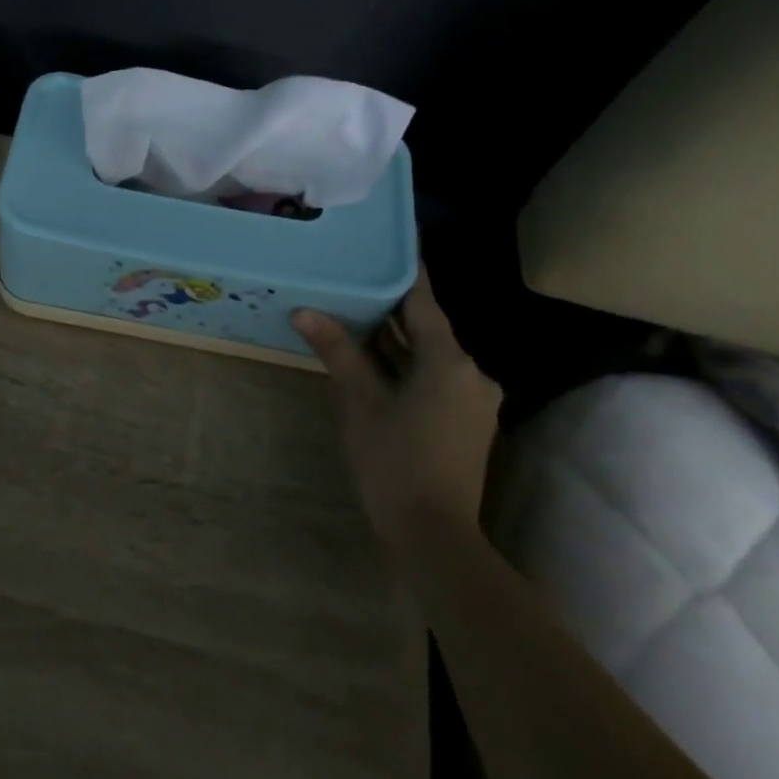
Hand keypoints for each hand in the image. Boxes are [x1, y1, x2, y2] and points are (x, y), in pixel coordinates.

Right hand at [292, 268, 502, 538]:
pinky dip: (407, 367)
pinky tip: (374, 362)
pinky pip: (435, 379)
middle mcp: (471, 373)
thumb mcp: (360, 402)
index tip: (387, 244)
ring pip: (430, 356)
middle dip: (391, 309)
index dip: (404, 272)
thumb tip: (305, 311)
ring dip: (396, 341)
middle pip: (427, 329)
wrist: (435, 535)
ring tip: (354, 315)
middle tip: (353, 280)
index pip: (424, 302)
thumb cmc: (394, 461)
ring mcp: (473, 401)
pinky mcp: (467, 423)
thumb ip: (337, 351)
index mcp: (449, 361)